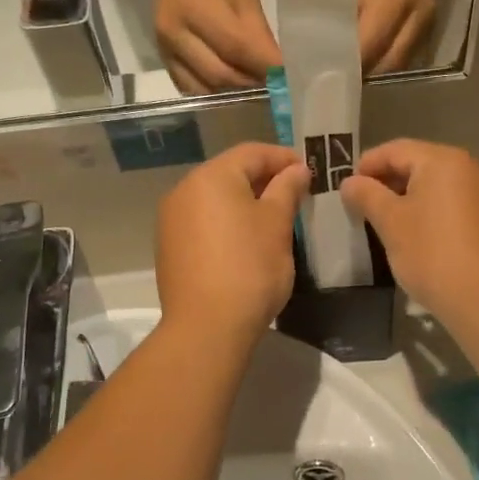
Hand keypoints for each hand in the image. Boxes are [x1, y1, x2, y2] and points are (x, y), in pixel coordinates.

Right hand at [155, 0, 280, 93]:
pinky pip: (189, 87)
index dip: (265, 67)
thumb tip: (277, 67)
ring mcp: (165, 48)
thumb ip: (258, 32)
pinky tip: (232, 87)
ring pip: (204, 88)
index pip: (237, 48)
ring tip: (256, 88)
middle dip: (251, 84)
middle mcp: (176, 33)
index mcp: (198, 8)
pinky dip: (213, 92)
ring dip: (233, 93)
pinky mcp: (162, 57)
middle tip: (275, 87)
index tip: (288, 79)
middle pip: (220, 74)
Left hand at [156, 143, 311, 343]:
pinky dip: (227, 221)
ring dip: (245, 200)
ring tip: (275, 217)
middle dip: (264, 178)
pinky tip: (247, 240)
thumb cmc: (250, 267)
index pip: (252, 152)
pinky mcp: (170, 246)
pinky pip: (203, 220)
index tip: (309, 171)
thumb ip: (287, 188)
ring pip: (215, 197)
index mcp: (211, 177)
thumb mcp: (278, 223)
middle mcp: (184, 190)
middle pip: (230, 172)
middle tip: (296, 193)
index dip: (283, 158)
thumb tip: (297, 169)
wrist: (207, 327)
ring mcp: (172, 219)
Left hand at [331, 0, 435, 72]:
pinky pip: (410, 52)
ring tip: (355, 73)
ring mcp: (429, 18)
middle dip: (366, 73)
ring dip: (378, 70)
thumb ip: (334, 25)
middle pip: (391, 61)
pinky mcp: (432, 21)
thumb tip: (322, 60)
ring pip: (402, 61)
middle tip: (342, 81)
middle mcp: (418, 11)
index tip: (331, 79)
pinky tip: (371, 60)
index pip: (371, 47)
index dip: (351, 66)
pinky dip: (389, 59)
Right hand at [339, 140, 478, 323]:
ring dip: (409, 197)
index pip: (395, 150)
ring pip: (437, 185)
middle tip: (363, 206)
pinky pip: (453, 202)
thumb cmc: (432, 253)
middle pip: (418, 163)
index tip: (347, 189)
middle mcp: (469, 167)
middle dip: (388, 181)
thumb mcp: (390, 222)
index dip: (367, 165)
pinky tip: (418, 234)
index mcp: (443, 160)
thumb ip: (366, 195)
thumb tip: (350, 182)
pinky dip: (431, 210)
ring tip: (386, 222)